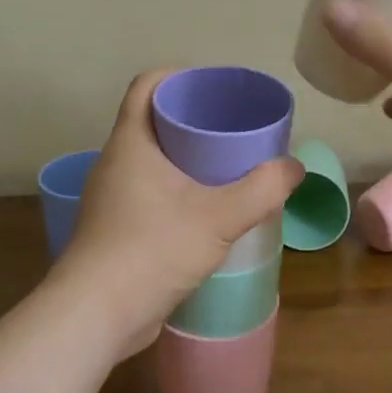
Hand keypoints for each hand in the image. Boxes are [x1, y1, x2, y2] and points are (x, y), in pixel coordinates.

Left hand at [49, 70, 302, 359]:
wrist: (95, 316)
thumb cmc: (152, 250)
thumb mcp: (218, 217)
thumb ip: (262, 190)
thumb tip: (295, 167)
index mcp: (131, 142)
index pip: (148, 85)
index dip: (179, 75)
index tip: (214, 87)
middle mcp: (116, 162)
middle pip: (154, 120)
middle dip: (193, 118)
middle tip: (233, 126)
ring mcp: (112, 196)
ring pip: (153, 159)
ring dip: (186, 157)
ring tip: (228, 165)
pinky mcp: (115, 227)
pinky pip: (150, 190)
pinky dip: (177, 187)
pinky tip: (207, 207)